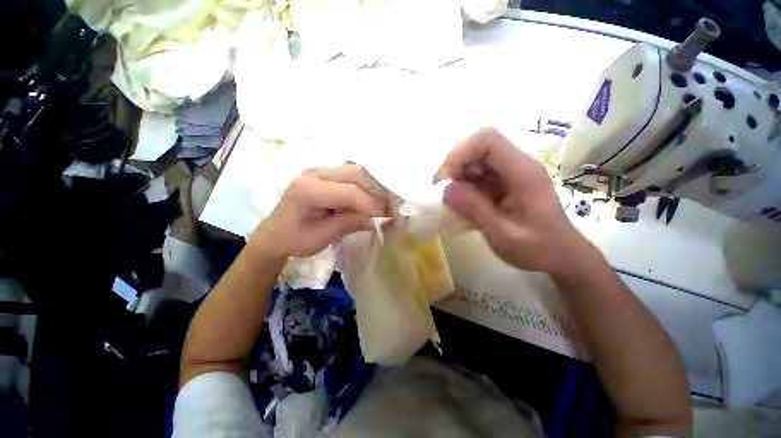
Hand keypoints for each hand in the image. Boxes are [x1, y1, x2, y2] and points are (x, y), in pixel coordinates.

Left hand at [249, 164, 390, 258]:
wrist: (274, 235)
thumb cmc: (294, 240)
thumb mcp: (322, 236)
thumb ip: (351, 223)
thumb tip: (380, 218)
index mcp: (307, 189)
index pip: (350, 192)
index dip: (373, 205)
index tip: (390, 217)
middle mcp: (314, 173)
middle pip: (356, 174)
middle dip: (378, 191)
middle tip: (392, 206)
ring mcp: (320, 171)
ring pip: (357, 172)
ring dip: (374, 186)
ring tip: (386, 202)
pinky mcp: (326, 175)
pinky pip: (352, 176)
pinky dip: (366, 186)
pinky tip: (373, 198)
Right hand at [435, 127, 597, 274]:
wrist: (561, 257)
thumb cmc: (539, 249)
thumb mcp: (504, 235)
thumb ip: (475, 210)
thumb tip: (446, 189)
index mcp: (522, 172)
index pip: (487, 140)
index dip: (460, 153)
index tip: (446, 180)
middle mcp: (516, 166)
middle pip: (477, 148)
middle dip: (454, 167)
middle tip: (442, 193)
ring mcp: (509, 175)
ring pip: (474, 162)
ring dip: (457, 178)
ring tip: (449, 202)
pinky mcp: (503, 185)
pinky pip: (477, 177)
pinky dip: (463, 187)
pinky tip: (461, 205)